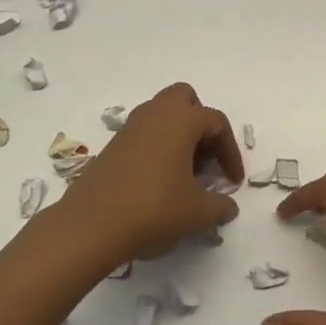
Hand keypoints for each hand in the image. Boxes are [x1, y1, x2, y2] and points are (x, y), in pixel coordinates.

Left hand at [54, 83, 243, 265]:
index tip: (233, 182)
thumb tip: (228, 207)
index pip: (216, 123)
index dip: (230, 152)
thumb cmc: (154, 209)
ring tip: (185, 173)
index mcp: (181, 119)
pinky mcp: (113, 145)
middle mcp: (155, 113)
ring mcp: (130, 127)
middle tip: (206, 159)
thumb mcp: (197, 213)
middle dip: (201, 124)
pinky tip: (160, 180)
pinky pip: (144, 133)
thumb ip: (220, 207)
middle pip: (185, 100)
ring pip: (162, 115)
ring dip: (178, 135)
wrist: (92, 224)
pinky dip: (158, 146)